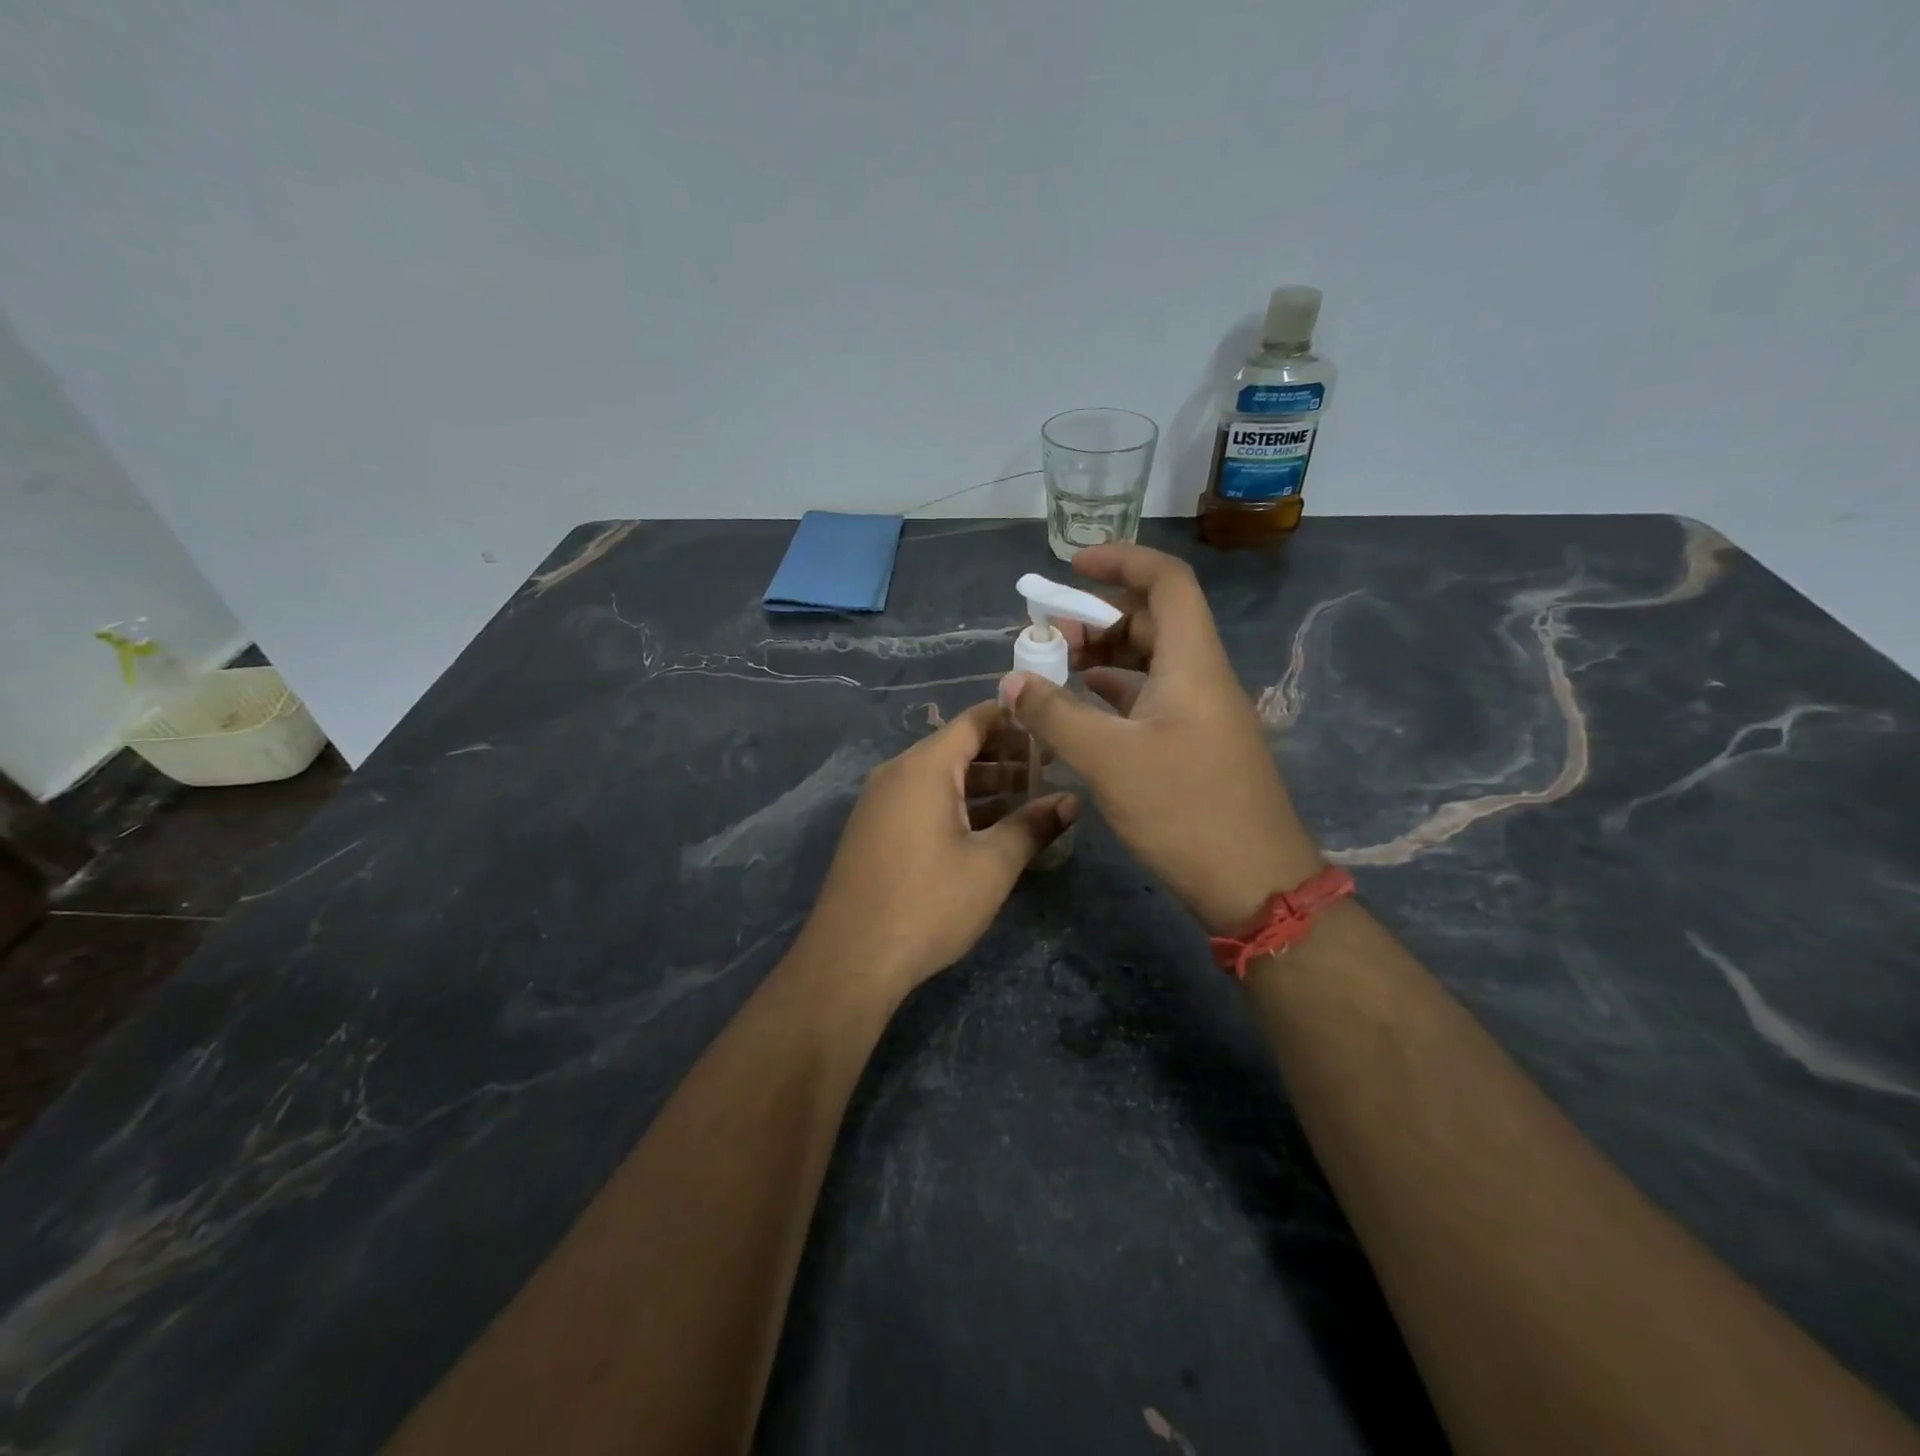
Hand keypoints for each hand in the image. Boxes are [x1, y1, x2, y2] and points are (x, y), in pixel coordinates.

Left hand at [793, 701, 1076, 997]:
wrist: (852, 959)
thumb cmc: (928, 903)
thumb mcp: (991, 865)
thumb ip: (1033, 826)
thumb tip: (1071, 801)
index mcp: (924, 767)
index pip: (975, 721)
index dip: (1016, 720)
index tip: (1052, 731)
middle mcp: (897, 773)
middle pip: (957, 748)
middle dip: (1005, 756)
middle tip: (1050, 770)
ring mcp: (880, 802)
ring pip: (940, 777)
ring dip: (983, 784)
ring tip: (1029, 799)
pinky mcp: (874, 830)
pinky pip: (922, 800)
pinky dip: (957, 804)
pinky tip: (988, 828)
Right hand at [1002, 543, 1321, 933]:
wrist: (1254, 884)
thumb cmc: (1184, 809)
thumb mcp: (1109, 758)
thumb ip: (1055, 714)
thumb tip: (1011, 682)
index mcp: (1192, 662)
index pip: (1166, 581)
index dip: (1121, 561)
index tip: (1072, 567)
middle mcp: (1201, 677)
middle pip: (1153, 620)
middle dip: (1099, 616)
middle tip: (1049, 635)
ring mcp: (1201, 713)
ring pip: (1150, 662)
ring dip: (1104, 656)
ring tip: (1055, 669)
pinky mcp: (1195, 745)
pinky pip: (1150, 699)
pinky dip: (1114, 694)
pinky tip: (1082, 709)